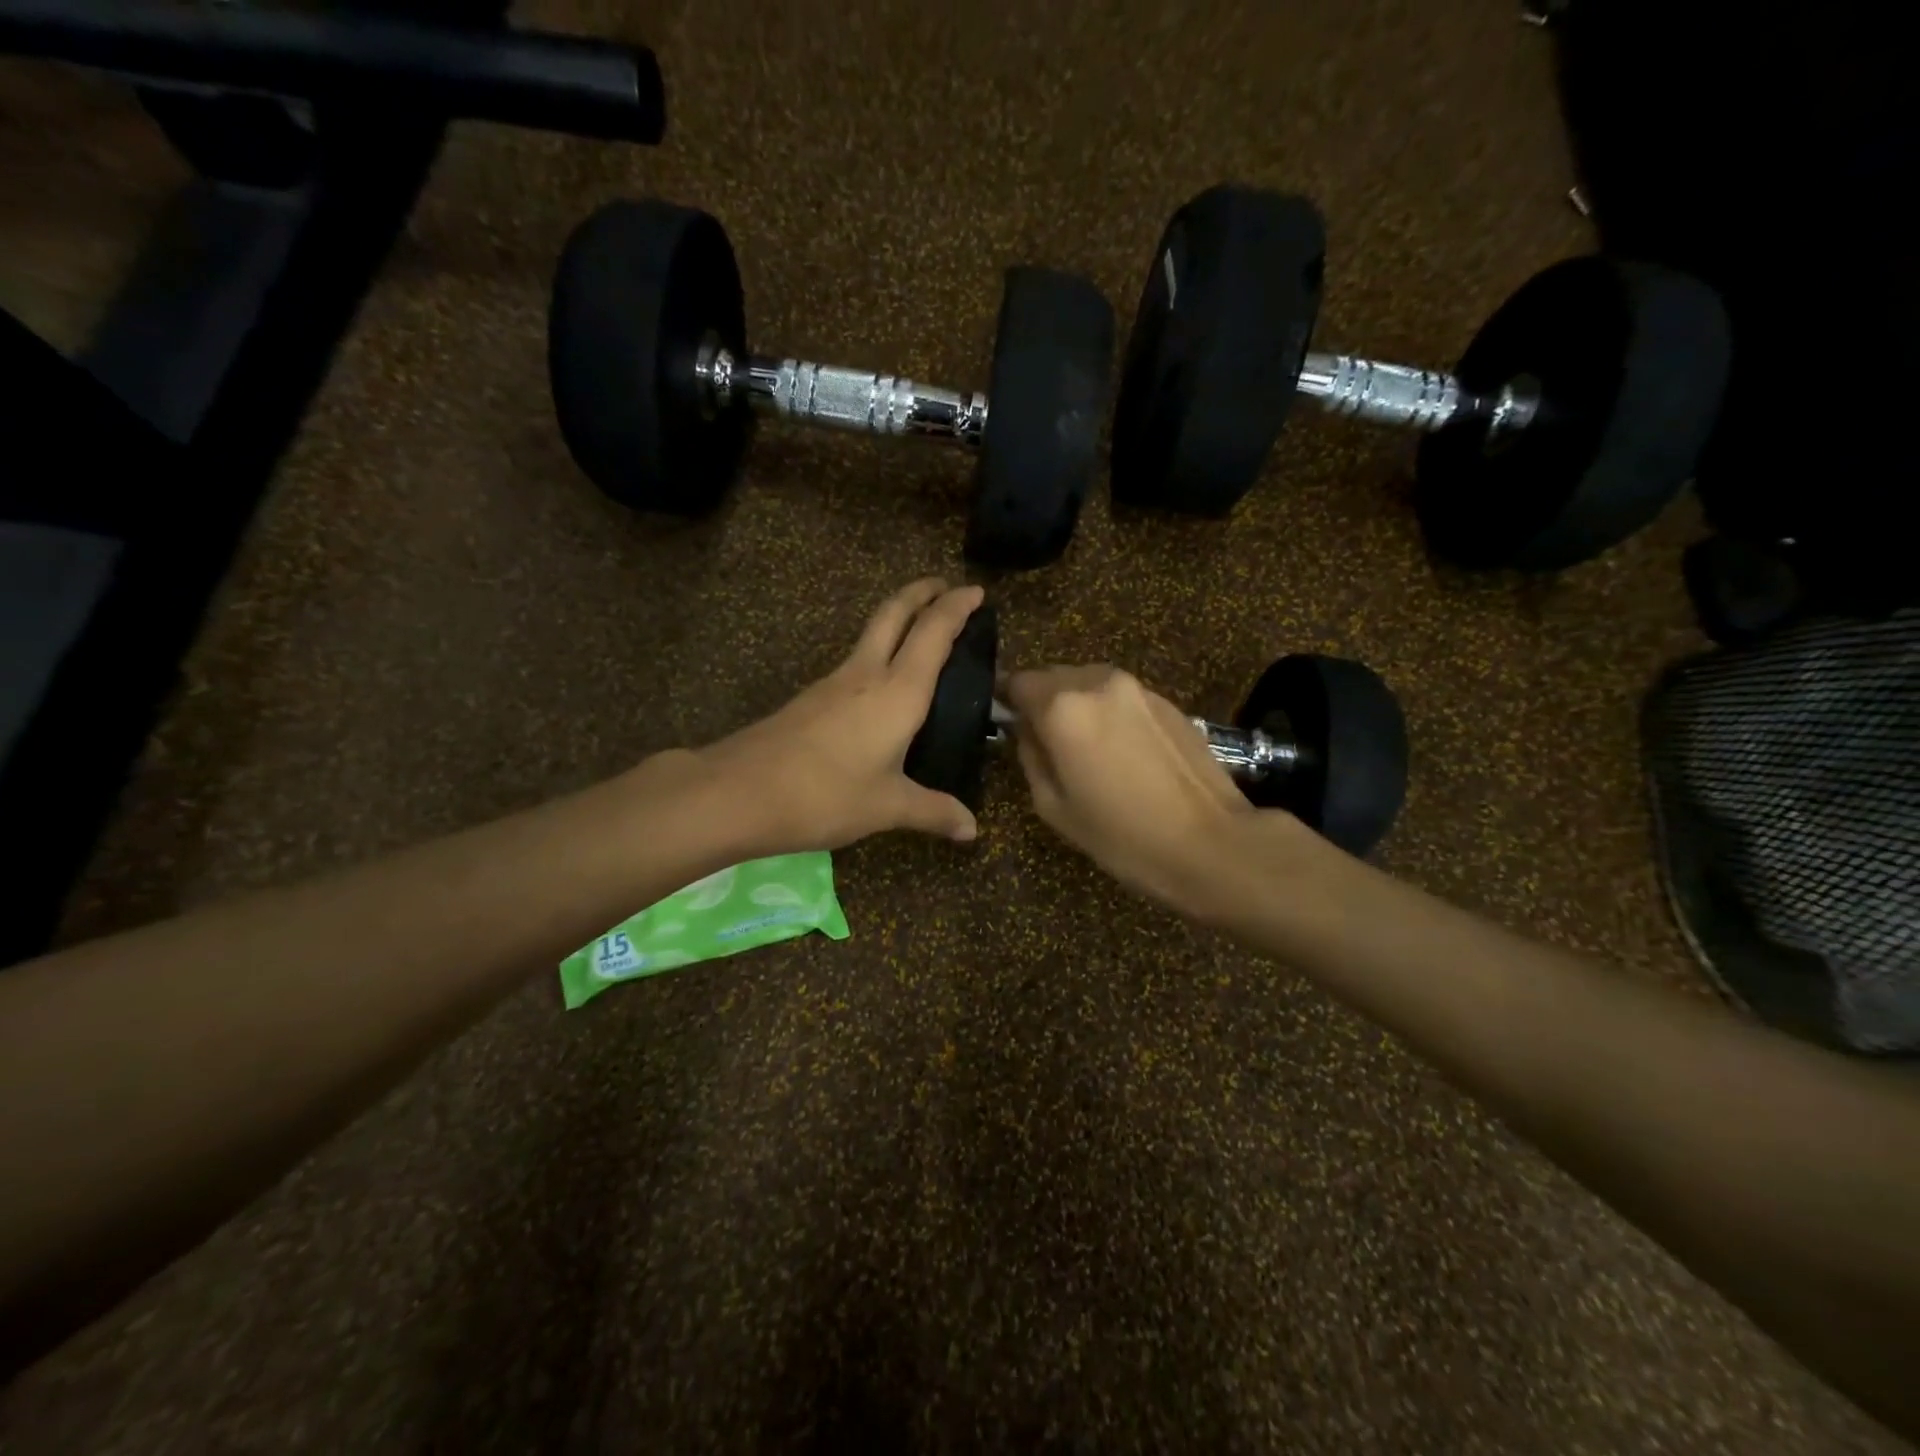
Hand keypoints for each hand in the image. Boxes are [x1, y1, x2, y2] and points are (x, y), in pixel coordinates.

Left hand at [700, 578, 984, 852]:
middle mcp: (867, 674)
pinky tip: (881, 683)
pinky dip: (879, 651)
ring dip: (899, 618)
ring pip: (871, 632)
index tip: (977, 591)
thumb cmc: (826, 795)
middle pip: (895, 612)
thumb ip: (933, 811)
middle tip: (945, 585)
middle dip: (922, 592)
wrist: (739, 792)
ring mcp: (834, 682)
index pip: (934, 632)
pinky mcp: (812, 698)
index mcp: (898, 691)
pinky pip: (856, 660)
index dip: (957, 606)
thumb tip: (972, 829)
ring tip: (920, 629)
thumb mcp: (887, 807)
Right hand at [1006, 665, 1265, 906]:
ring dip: (1078, 706)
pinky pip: (1120, 697)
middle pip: (1054, 677)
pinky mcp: (1167, 700)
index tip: (1007, 725)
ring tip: (1086, 749)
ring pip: (1088, 683)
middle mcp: (1097, 682)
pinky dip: (1109, 713)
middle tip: (1046, 743)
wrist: (1210, 843)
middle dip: (1043, 702)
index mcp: (1062, 706)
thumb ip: (1030, 756)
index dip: (1007, 702)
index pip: (1017, 682)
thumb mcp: (1053, 807)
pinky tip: (1121, 752)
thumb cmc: (1121, 835)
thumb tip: (1026, 731)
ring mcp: (1137, 687)